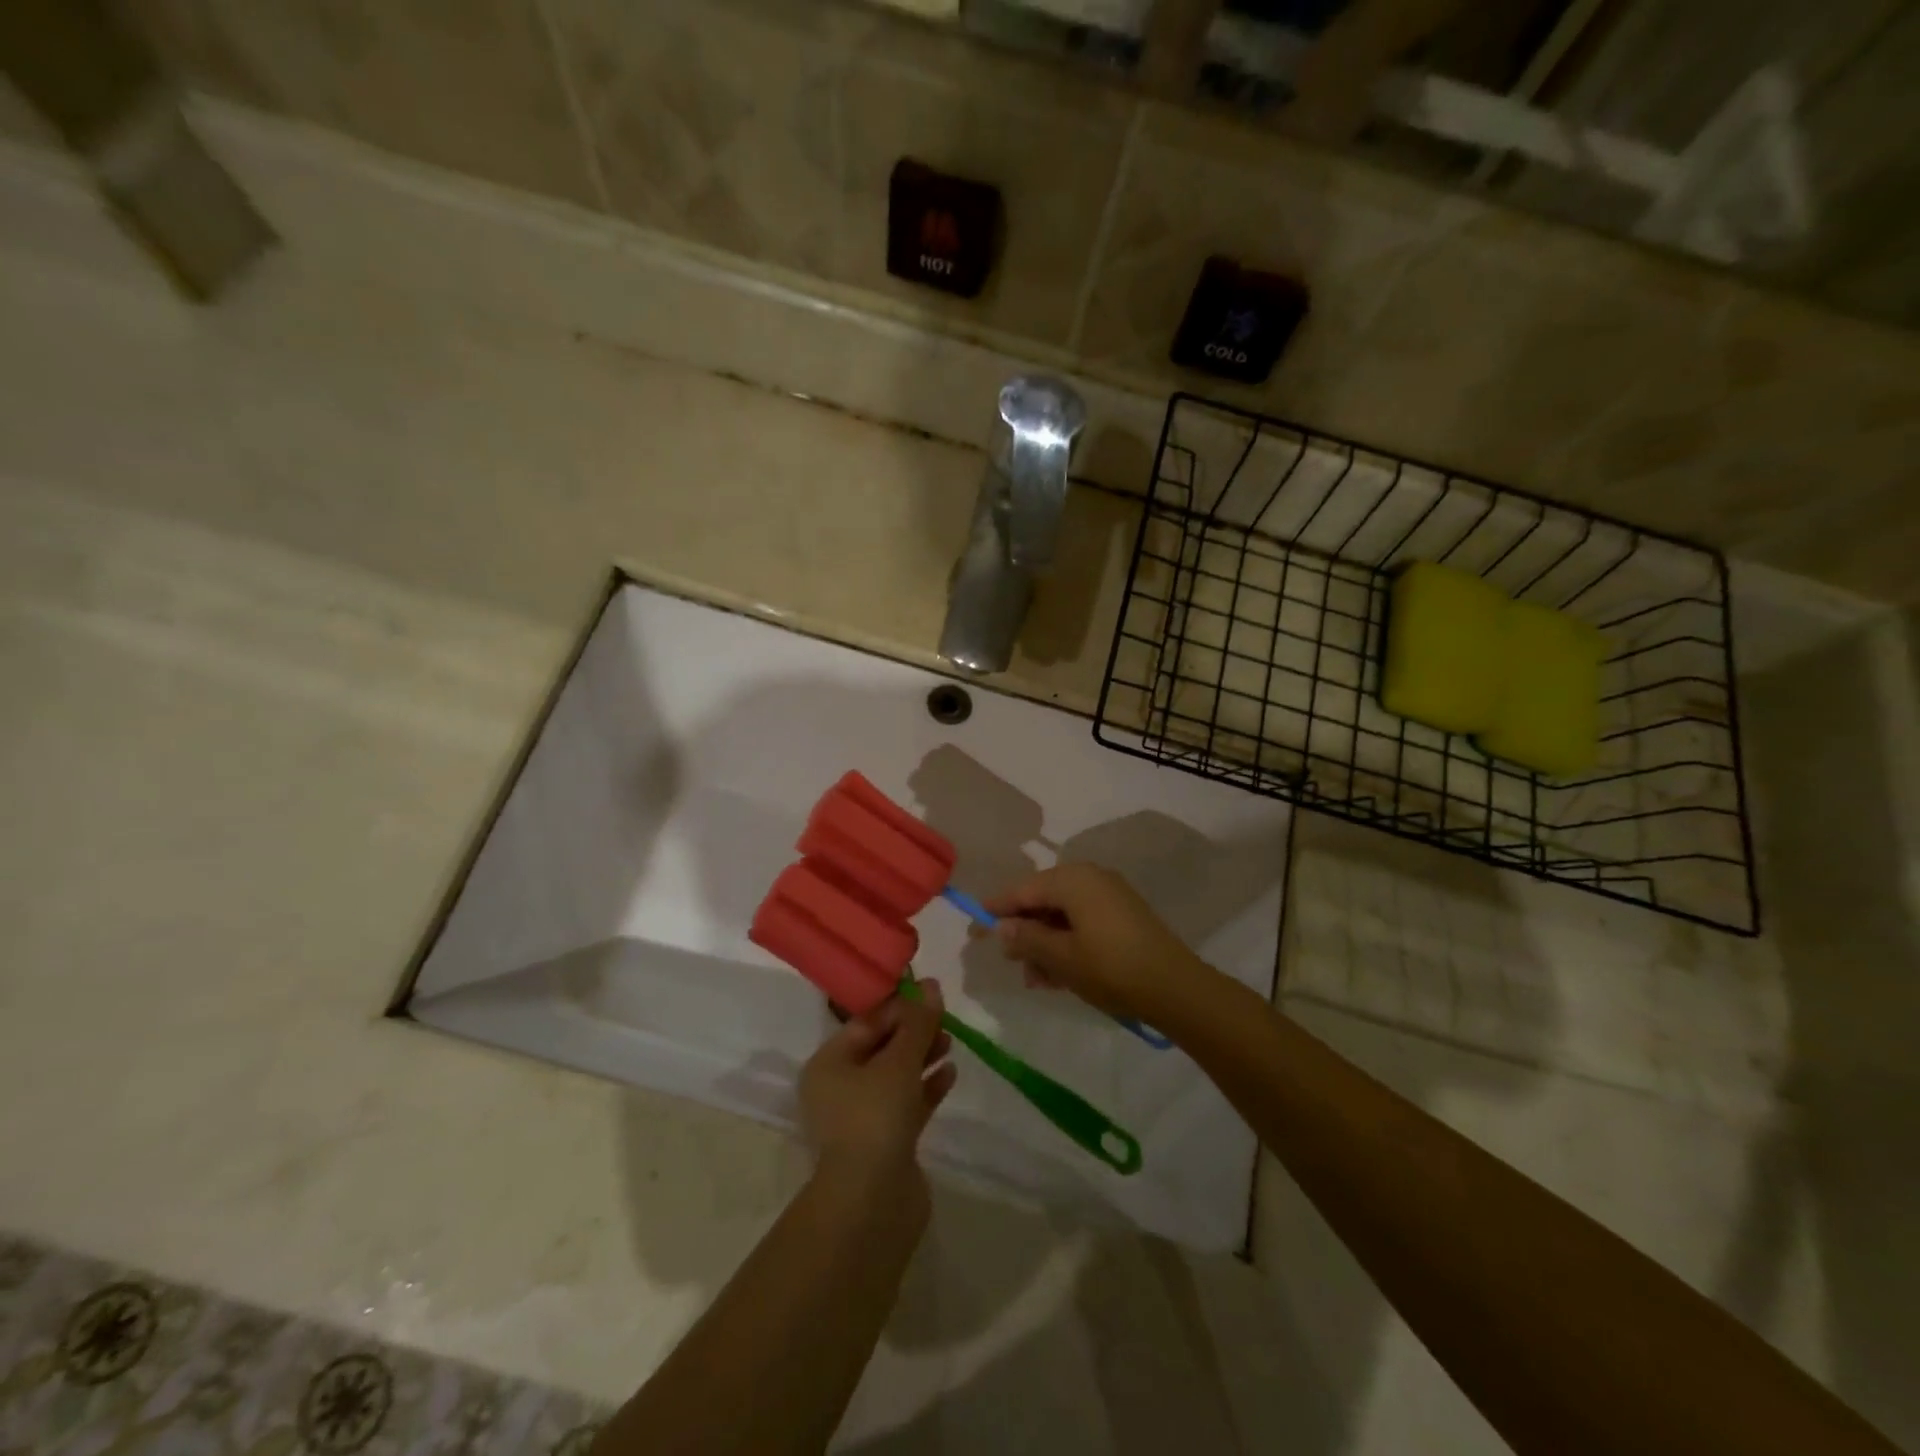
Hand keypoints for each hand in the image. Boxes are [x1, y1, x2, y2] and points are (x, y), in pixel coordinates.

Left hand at [799, 982, 955, 1190]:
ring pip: (895, 1077)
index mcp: (828, 1064)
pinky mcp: (885, 1143)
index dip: (899, 1006)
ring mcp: (861, 1119)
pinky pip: (907, 1104)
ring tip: (951, 1042)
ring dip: (922, 1058)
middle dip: (913, 1032)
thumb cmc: (875, 1116)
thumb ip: (918, 1023)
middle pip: (881, 1048)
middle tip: (945, 1018)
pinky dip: (926, 1088)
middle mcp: (839, 1089)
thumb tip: (932, 985)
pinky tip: (950, 1073)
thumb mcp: (899, 1061)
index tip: (931, 994)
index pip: (866, 1023)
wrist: (871, 1203)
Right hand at [984, 864, 1215, 1023]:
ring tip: (1036, 980)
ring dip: (1045, 945)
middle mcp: (1090, 878)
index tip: (974, 926)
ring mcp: (1109, 896)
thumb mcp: (1061, 958)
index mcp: (1073, 880)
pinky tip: (1058, 976)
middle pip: (1043, 901)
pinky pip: (1082, 923)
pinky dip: (1067, 944)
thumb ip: (1027, 939)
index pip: (1022, 890)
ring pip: (1062, 916)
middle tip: (1011, 963)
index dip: (996, 910)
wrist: (1175, 988)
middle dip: (1025, 933)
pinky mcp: (1123, 915)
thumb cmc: (1111, 969)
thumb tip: (1002, 927)